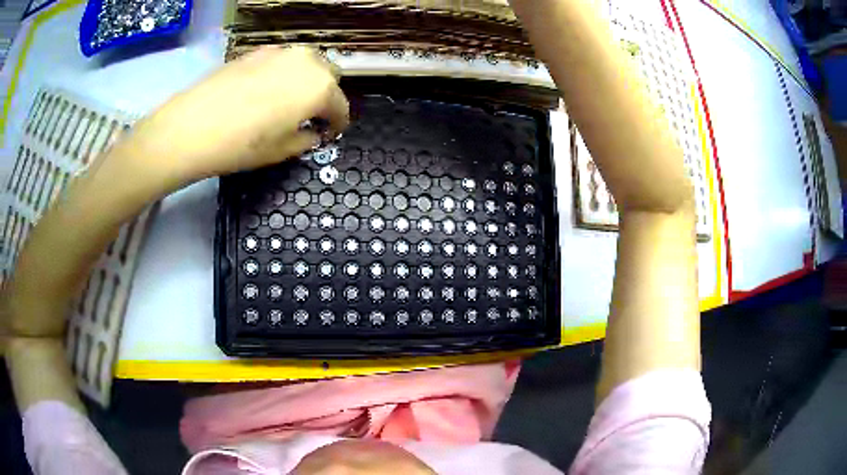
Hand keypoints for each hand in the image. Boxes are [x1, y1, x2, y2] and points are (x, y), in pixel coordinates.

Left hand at [130, 46, 348, 181]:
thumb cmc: (243, 144)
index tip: (329, 134)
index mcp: (321, 88)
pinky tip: (264, 90)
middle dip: (324, 96)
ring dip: (305, 81)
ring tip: (287, 101)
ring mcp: (280, 52)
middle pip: (328, 76)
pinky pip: (281, 60)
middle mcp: (307, 62)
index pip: (340, 107)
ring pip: (306, 63)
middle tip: (309, 116)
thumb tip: (313, 132)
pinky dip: (282, 73)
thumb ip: (307, 139)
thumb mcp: (282, 151)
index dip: (337, 124)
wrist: (192, 126)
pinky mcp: (256, 51)